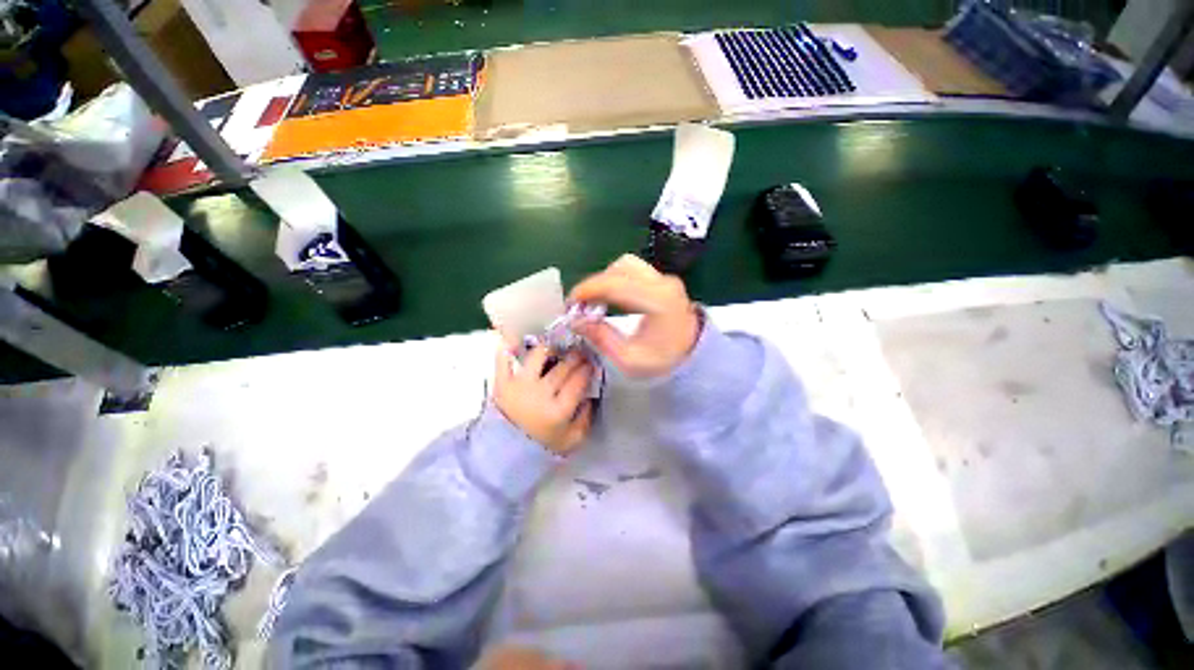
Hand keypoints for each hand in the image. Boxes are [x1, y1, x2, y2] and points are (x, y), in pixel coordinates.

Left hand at [493, 344, 593, 454]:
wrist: (505, 456)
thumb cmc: (542, 446)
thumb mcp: (572, 440)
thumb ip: (586, 418)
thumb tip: (590, 395)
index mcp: (559, 411)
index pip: (578, 381)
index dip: (587, 369)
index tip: (591, 363)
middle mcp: (540, 394)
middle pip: (562, 367)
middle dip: (575, 356)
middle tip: (579, 351)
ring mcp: (519, 386)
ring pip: (538, 357)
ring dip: (550, 348)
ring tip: (555, 347)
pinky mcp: (501, 384)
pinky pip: (503, 361)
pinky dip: (507, 348)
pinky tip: (515, 340)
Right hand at [569, 254, 700, 378]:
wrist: (693, 357)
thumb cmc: (663, 361)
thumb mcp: (628, 359)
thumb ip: (601, 337)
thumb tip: (575, 320)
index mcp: (658, 301)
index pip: (616, 284)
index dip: (588, 289)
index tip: (571, 303)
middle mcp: (663, 283)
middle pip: (620, 268)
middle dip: (595, 283)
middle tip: (581, 304)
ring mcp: (665, 278)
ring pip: (626, 265)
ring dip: (606, 279)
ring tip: (594, 300)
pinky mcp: (662, 280)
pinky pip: (633, 270)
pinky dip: (616, 279)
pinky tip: (609, 297)